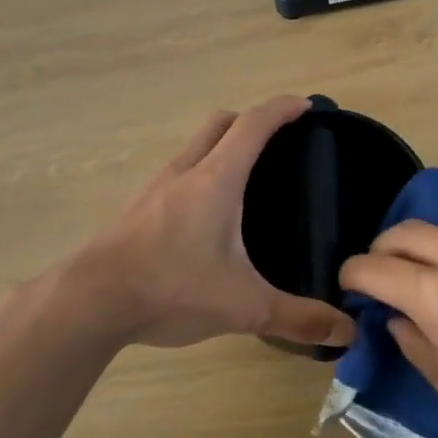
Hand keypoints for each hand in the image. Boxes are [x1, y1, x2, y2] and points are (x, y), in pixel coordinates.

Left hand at [70, 97, 355, 349]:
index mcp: (215, 180)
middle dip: (252, 121)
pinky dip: (200, 173)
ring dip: (221, 146)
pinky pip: (177, 173)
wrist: (90, 302)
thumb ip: (297, 317)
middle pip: (220, 124)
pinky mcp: (137, 208)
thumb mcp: (243, 307)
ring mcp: (155, 187)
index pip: (254, 125)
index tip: (306, 106)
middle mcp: (184, 171)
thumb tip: (346, 332)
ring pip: (194, 147)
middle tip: (280, 143)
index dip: (282, 109)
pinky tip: (207, 215)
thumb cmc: (171, 289)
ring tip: (247, 179)